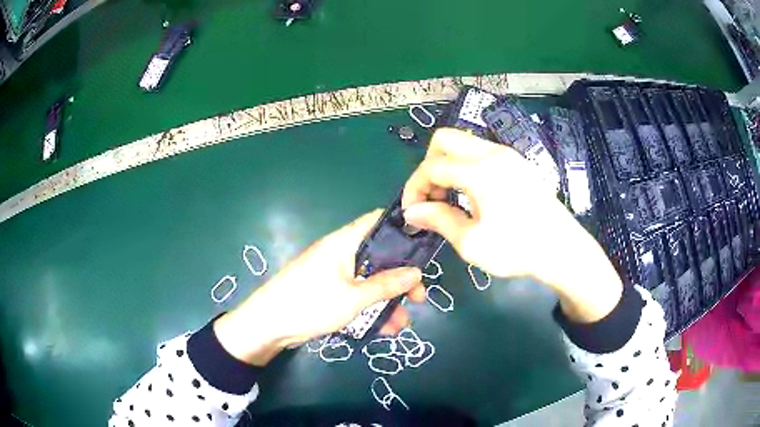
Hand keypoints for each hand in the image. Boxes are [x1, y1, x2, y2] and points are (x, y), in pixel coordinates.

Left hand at [214, 210, 425, 364]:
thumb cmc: (310, 304)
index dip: (401, 229)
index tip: (424, 247)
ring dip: (388, 299)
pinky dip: (371, 308)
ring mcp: (334, 273)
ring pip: (370, 280)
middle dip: (401, 276)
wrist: (268, 325)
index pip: (377, 222)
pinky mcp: (329, 292)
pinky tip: (386, 328)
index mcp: (344, 242)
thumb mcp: (353, 298)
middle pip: (379, 256)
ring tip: (404, 322)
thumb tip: (416, 273)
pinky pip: (357, 295)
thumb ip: (386, 285)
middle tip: (419, 297)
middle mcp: (341, 253)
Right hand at [402, 128, 621, 322]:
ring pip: (463, 143)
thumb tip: (412, 212)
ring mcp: (508, 155)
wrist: (561, 249)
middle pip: (444, 139)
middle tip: (432, 196)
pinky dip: (465, 166)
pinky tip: (472, 194)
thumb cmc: (517, 249)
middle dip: (429, 165)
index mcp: (481, 171)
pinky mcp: (517, 163)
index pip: (432, 166)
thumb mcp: (472, 243)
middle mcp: (493, 153)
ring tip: (450, 198)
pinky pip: (481, 152)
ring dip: (447, 164)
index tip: (412, 212)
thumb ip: (438, 220)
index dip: (415, 188)